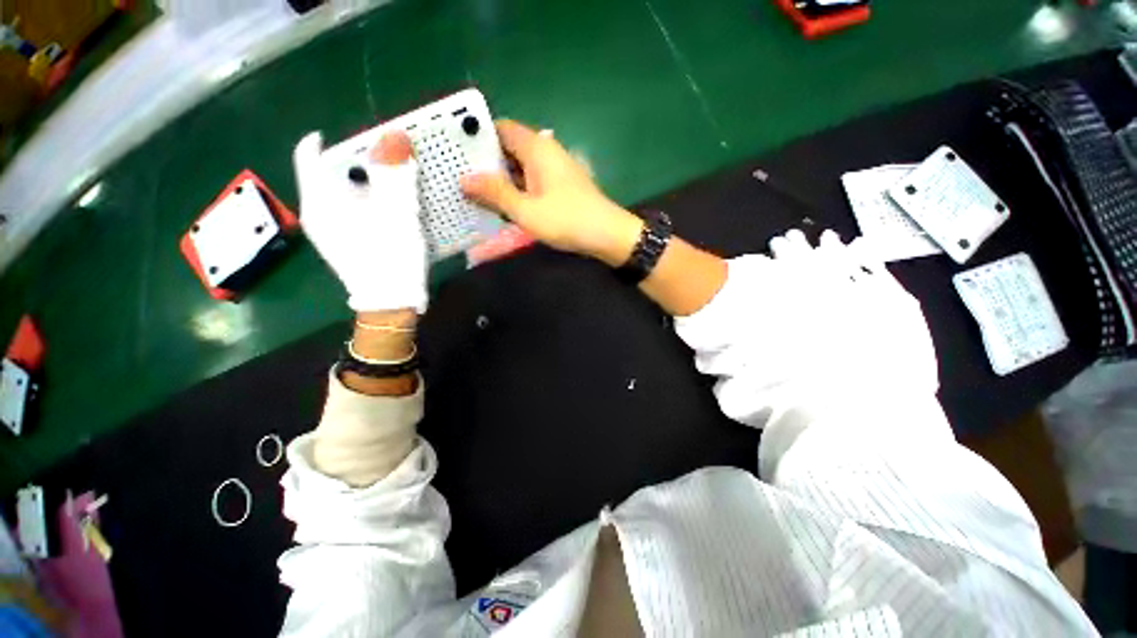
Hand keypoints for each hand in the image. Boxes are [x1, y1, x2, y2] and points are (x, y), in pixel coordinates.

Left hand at [293, 130, 427, 312]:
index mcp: (320, 200)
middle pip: (328, 174)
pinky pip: (347, 212)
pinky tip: (388, 214)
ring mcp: (327, 232)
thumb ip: (394, 173)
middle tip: (388, 166)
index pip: (310, 155)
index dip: (332, 140)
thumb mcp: (397, 211)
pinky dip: (365, 204)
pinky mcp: (341, 245)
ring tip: (393, 190)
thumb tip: (394, 136)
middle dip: (357, 164)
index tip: (361, 139)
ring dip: (365, 185)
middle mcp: (316, 213)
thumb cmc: (391, 255)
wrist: (391, 303)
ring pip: (340, 194)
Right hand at [460, 120, 643, 265]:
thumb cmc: (567, 220)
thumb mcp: (526, 210)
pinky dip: (518, 189)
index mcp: (537, 148)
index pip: (501, 129)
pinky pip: (532, 180)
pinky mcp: (561, 185)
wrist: (607, 235)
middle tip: (461, 178)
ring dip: (502, 179)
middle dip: (487, 162)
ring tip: (476, 194)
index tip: (457, 154)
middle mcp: (546, 151)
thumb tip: (464, 180)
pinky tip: (505, 205)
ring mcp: (555, 169)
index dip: (478, 138)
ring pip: (521, 167)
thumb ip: (495, 193)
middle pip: (509, 148)